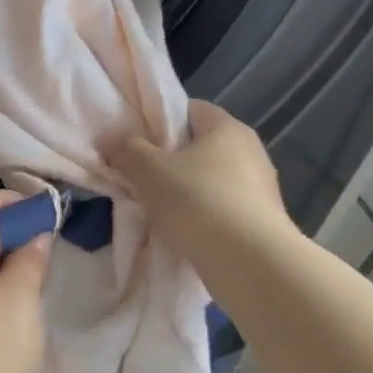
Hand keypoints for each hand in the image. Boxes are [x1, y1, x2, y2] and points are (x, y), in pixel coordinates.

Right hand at [106, 101, 295, 256]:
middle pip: (199, 146)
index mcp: (226, 127)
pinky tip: (183, 231)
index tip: (134, 141)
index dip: (158, 120)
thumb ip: (125, 149)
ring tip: (157, 208)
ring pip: (210, 179)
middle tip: (139, 176)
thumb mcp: (148, 170)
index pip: (189, 109)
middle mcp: (250, 150)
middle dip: (169, 159)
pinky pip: (222, 208)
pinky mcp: (263, 221)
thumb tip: (109, 138)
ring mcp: (261, 187)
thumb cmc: (197, 201)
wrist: (250, 262)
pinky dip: (202, 215)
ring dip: (185, 190)